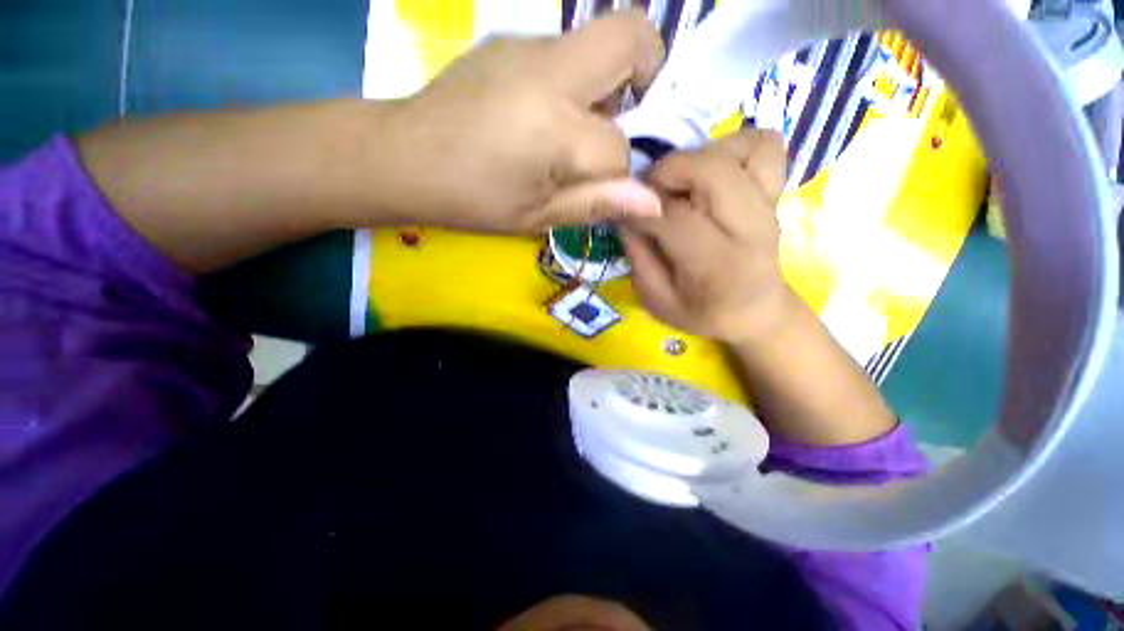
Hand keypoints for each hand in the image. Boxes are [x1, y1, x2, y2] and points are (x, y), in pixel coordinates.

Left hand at [373, 9, 664, 232]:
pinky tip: (542, 117)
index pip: (618, 146)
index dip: (619, 173)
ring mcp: (525, 46)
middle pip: (632, 36)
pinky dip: (574, 82)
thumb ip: (597, 203)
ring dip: (605, 86)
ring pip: (598, 44)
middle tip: (620, 125)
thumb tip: (653, 202)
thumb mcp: (538, 215)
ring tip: (572, 132)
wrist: (404, 157)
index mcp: (553, 127)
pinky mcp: (508, 41)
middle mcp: (547, 70)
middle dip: (647, 76)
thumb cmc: (472, 199)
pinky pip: (565, 52)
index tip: (602, 187)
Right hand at [620, 129, 791, 343]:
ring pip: (740, 147)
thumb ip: (638, 257)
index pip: (674, 216)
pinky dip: (734, 147)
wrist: (755, 312)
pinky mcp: (776, 192)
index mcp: (716, 265)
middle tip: (651, 192)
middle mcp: (749, 228)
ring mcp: (769, 205)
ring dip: (700, 156)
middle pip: (711, 169)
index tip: (621, 207)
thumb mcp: (657, 300)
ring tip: (683, 184)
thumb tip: (623, 212)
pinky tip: (714, 172)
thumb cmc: (702, 312)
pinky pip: (765, 145)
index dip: (640, 205)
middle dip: (668, 171)